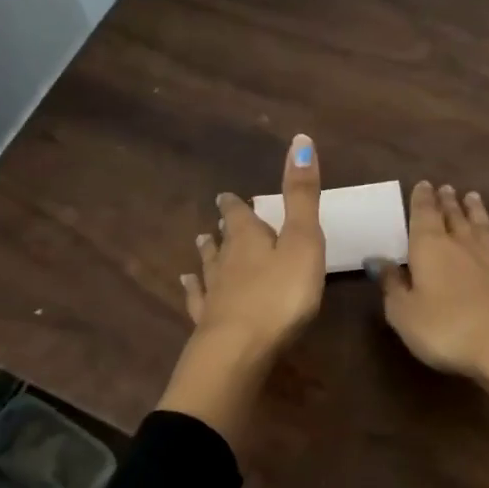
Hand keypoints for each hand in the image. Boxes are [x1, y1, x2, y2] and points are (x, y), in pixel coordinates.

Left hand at [159, 135, 323, 450]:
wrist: (240, 349)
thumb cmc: (281, 294)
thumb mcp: (302, 240)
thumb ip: (301, 195)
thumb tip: (300, 138)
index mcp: (249, 239)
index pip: (239, 214)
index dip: (235, 205)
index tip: (227, 196)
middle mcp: (226, 262)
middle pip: (222, 241)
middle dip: (222, 230)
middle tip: (216, 222)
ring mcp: (213, 293)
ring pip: (208, 268)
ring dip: (207, 256)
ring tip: (200, 245)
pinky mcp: (207, 323)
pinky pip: (198, 300)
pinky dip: (193, 290)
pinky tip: (186, 286)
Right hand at [372, 181, 488, 382]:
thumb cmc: (444, 328)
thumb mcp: (403, 312)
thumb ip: (391, 285)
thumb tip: (377, 261)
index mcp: (429, 248)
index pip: (423, 215)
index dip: (422, 199)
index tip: (423, 184)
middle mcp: (461, 245)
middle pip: (453, 217)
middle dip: (447, 202)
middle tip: (446, 188)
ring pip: (481, 226)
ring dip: (475, 210)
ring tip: (472, 196)